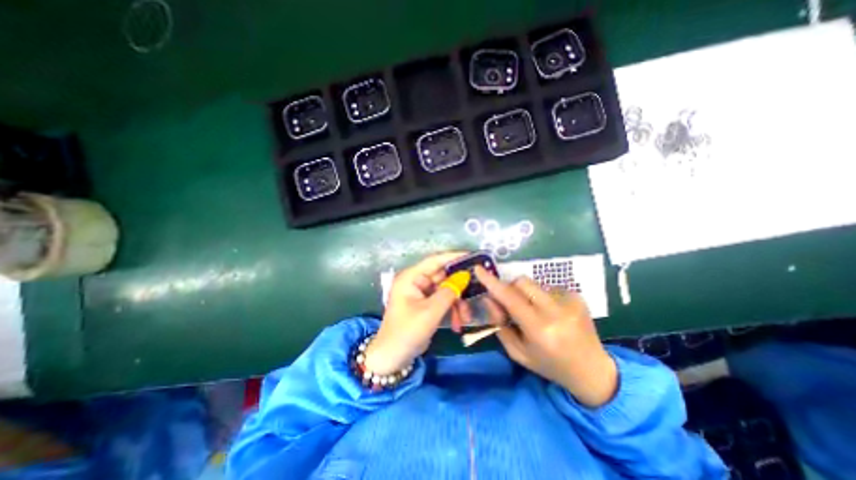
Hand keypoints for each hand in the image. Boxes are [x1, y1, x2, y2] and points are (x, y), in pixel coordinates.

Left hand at [365, 251, 464, 375]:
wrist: (392, 358)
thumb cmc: (407, 332)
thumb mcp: (430, 312)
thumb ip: (449, 292)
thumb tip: (465, 276)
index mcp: (411, 277)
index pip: (435, 260)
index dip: (454, 257)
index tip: (474, 257)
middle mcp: (416, 281)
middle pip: (443, 277)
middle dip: (459, 288)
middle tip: (477, 292)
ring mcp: (421, 293)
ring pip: (446, 290)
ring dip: (457, 303)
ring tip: (466, 318)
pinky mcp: (426, 304)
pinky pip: (443, 301)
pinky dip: (452, 310)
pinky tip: (458, 324)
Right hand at [471, 266, 619, 404]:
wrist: (592, 370)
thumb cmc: (549, 365)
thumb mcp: (518, 352)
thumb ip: (500, 325)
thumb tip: (489, 299)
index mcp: (539, 329)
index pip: (510, 298)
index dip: (492, 283)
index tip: (479, 269)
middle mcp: (555, 311)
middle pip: (522, 282)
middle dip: (510, 288)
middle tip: (511, 304)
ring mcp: (570, 301)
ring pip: (534, 284)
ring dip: (527, 294)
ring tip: (536, 313)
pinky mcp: (577, 296)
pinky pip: (548, 287)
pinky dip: (542, 297)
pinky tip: (551, 313)